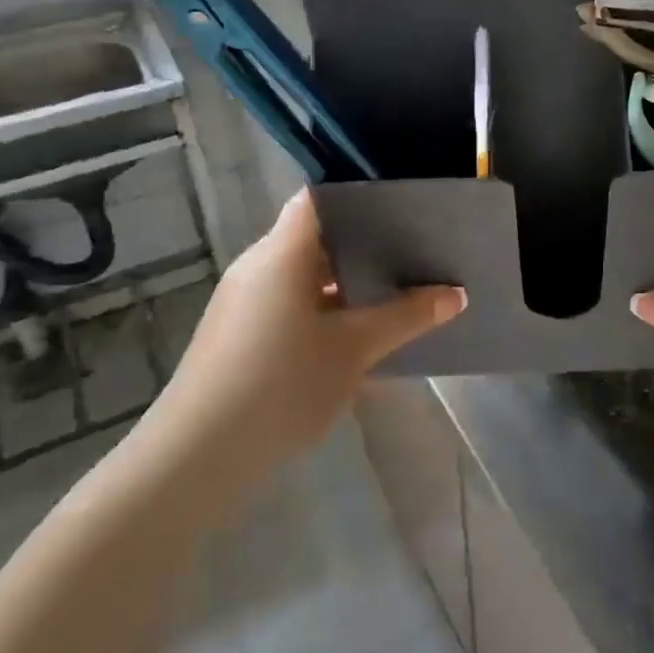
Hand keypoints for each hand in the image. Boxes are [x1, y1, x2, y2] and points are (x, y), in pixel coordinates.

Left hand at [144, 191, 464, 480]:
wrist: (197, 457)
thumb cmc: (281, 385)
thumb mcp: (353, 350)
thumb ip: (406, 317)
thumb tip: (456, 294)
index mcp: (282, 252)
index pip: (318, 198)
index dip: (358, 195)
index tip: (402, 205)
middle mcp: (259, 265)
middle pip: (316, 237)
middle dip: (364, 243)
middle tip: (413, 249)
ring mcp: (245, 300)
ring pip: (304, 274)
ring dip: (346, 282)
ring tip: (396, 289)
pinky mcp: (240, 332)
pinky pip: (290, 302)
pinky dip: (324, 308)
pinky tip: (357, 332)